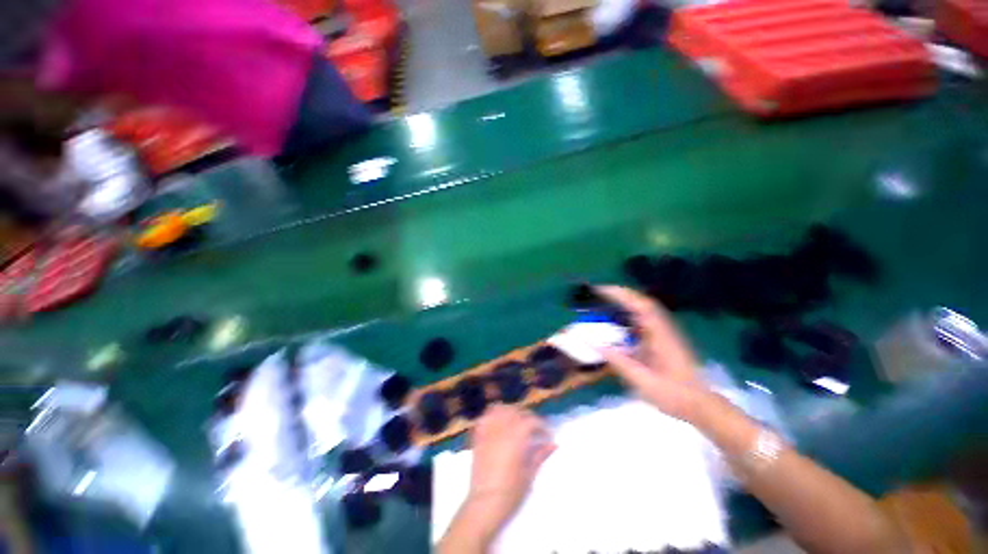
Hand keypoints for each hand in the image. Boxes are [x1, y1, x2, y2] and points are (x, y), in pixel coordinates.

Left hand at [466, 404, 555, 535]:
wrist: (485, 504)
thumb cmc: (511, 492)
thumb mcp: (530, 474)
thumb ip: (540, 455)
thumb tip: (554, 445)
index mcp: (517, 437)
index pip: (532, 420)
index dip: (542, 426)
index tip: (548, 435)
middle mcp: (502, 428)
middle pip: (516, 411)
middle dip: (528, 417)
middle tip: (534, 429)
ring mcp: (488, 430)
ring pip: (500, 409)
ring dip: (510, 411)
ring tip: (516, 422)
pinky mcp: (478, 436)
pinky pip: (485, 417)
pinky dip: (493, 416)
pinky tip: (499, 424)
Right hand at [595, 285, 711, 420]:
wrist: (701, 406)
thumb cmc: (673, 394)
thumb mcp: (642, 380)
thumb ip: (617, 361)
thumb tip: (592, 344)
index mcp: (661, 335)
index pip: (641, 306)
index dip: (620, 294)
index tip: (600, 290)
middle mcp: (664, 329)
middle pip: (642, 302)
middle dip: (620, 294)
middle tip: (598, 293)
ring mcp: (665, 333)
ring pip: (644, 310)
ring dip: (625, 302)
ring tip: (605, 302)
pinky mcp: (664, 340)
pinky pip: (645, 320)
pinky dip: (630, 314)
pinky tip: (619, 322)